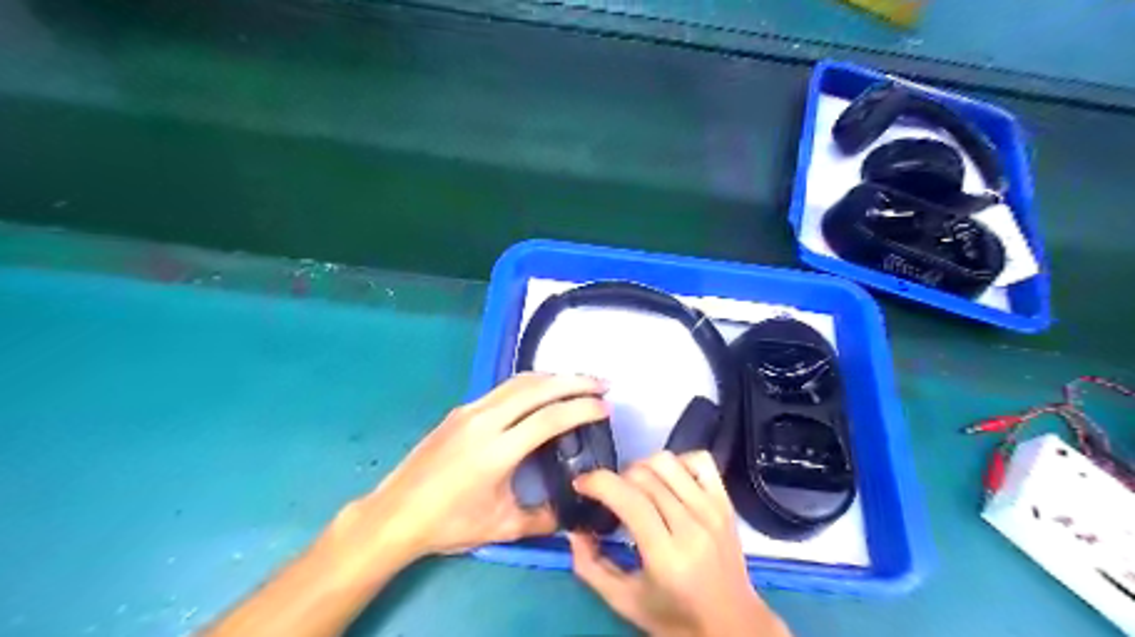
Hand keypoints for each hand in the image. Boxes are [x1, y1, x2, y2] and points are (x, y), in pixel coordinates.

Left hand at [351, 370, 607, 559]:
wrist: (396, 514)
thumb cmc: (448, 524)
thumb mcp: (502, 527)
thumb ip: (544, 519)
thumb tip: (574, 513)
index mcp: (497, 450)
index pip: (550, 417)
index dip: (582, 409)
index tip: (605, 408)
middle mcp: (485, 421)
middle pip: (538, 388)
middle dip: (575, 381)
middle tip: (602, 383)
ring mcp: (470, 411)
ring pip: (519, 382)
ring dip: (553, 377)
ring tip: (579, 382)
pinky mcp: (461, 410)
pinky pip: (503, 388)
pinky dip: (531, 384)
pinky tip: (542, 392)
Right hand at [565, 450, 790, 635]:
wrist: (733, 625)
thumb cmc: (675, 617)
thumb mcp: (624, 602)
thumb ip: (590, 566)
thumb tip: (573, 529)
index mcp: (666, 555)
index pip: (629, 499)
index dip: (598, 483)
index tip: (581, 485)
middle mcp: (692, 526)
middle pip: (644, 476)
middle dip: (615, 478)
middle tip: (608, 496)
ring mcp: (713, 510)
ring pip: (668, 462)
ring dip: (642, 468)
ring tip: (636, 488)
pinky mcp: (726, 502)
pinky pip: (699, 460)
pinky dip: (677, 462)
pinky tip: (667, 482)